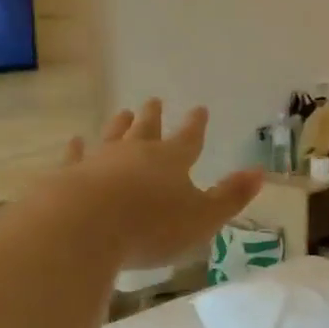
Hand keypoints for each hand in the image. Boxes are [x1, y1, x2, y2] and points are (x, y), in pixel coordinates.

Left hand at [56, 100, 263, 270]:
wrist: (85, 226)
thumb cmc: (152, 226)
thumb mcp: (204, 217)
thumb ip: (230, 197)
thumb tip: (259, 173)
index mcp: (172, 161)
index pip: (189, 139)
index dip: (196, 126)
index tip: (199, 108)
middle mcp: (136, 154)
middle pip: (147, 131)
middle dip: (153, 117)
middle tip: (154, 101)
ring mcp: (99, 161)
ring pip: (112, 137)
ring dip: (119, 126)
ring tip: (122, 113)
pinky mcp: (69, 176)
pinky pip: (75, 158)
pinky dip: (76, 149)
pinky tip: (75, 142)